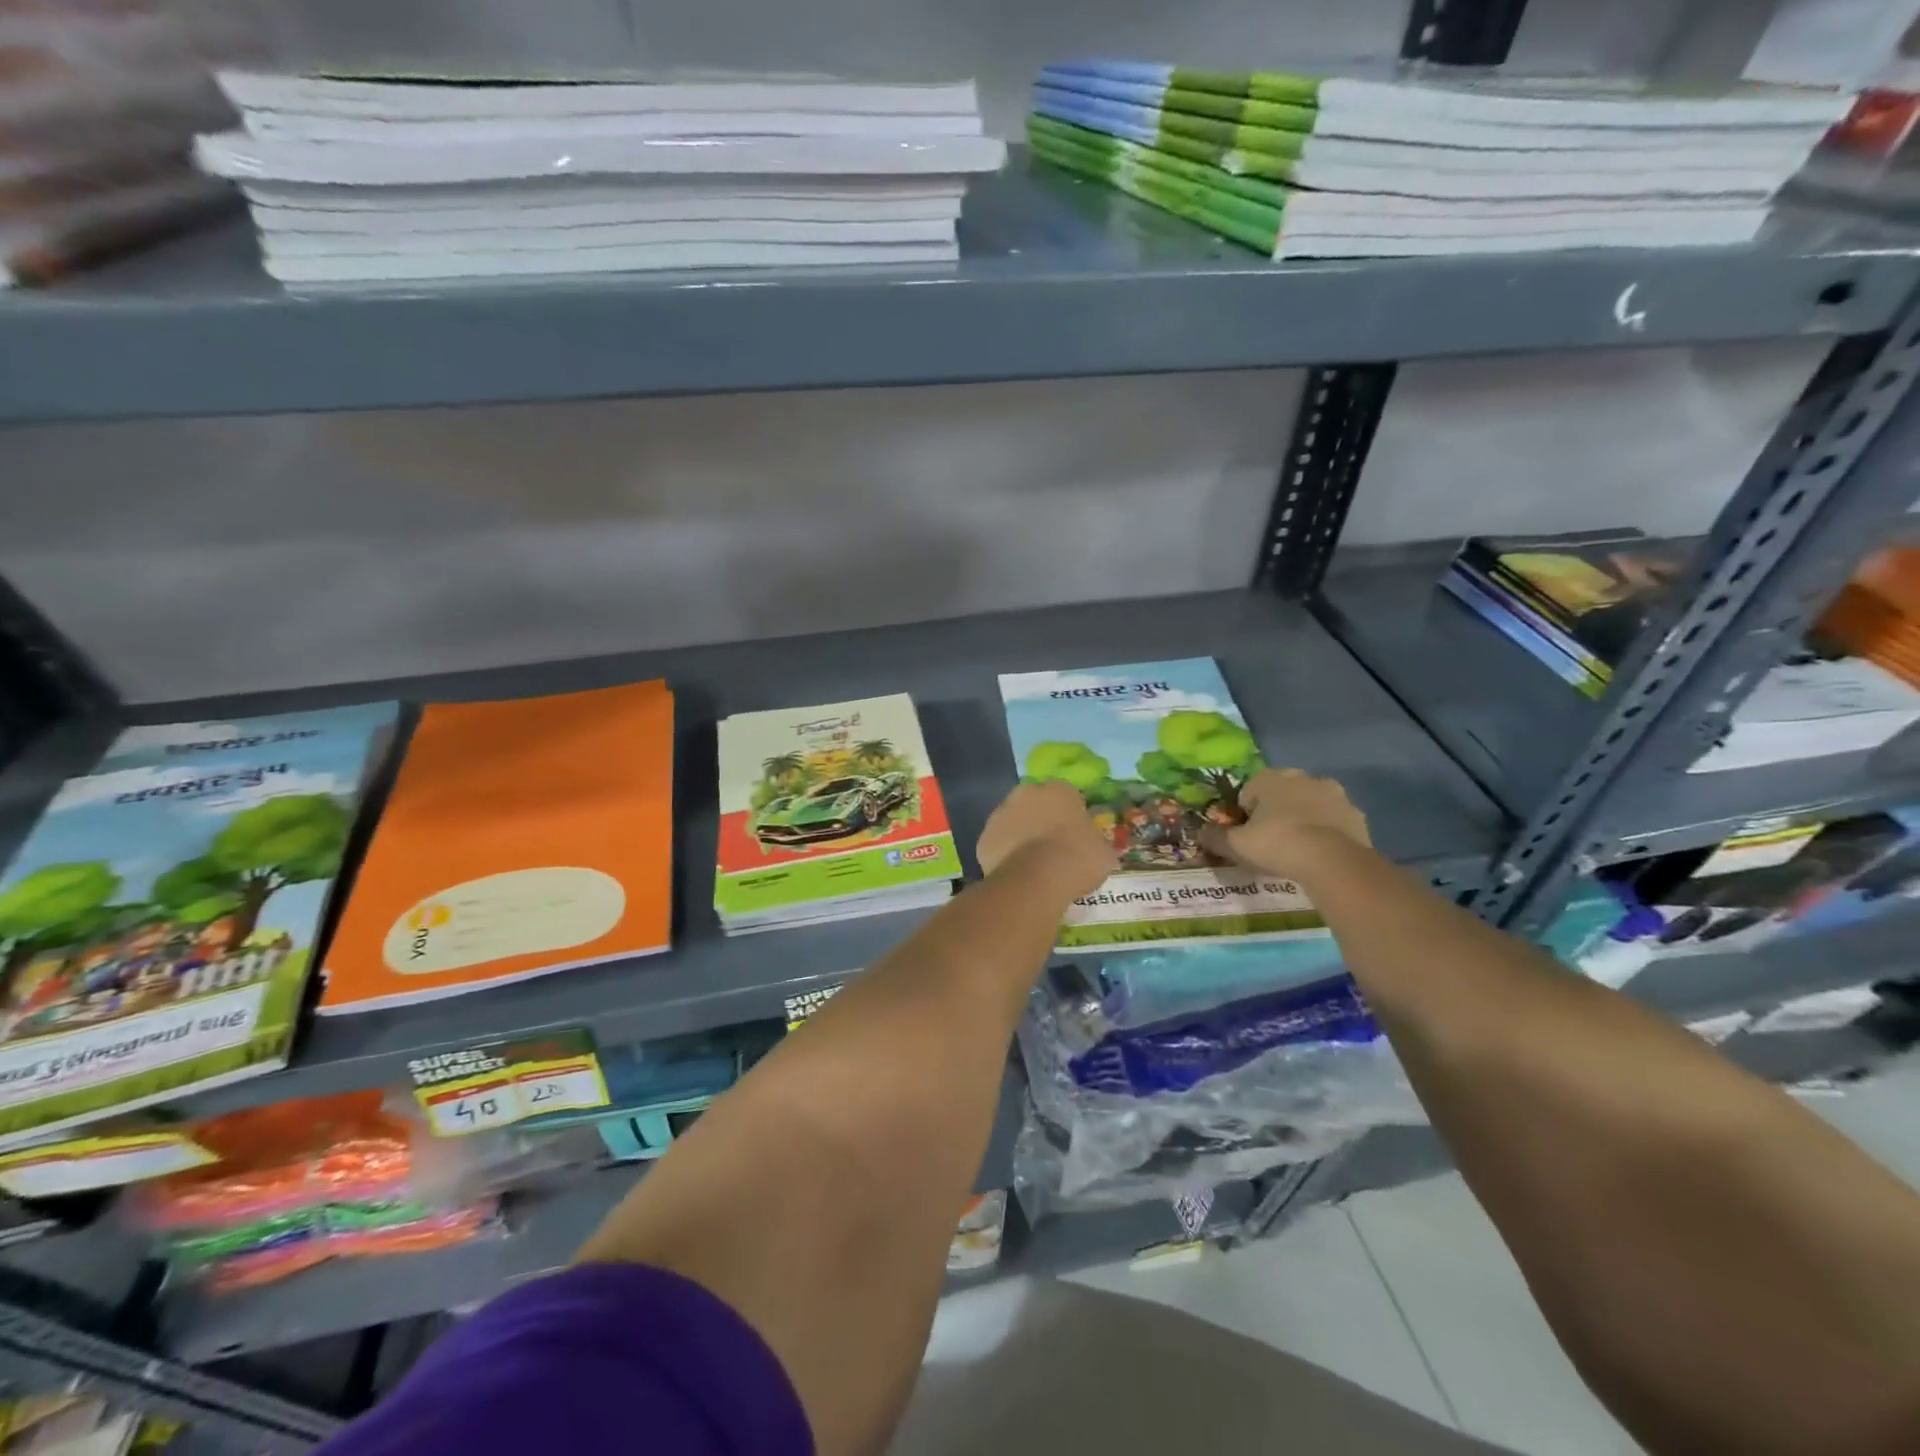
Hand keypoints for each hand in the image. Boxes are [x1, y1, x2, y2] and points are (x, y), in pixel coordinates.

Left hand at [976, 781, 1116, 898]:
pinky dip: (1005, 856)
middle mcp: (1026, 793)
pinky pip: (998, 845)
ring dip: (1021, 836)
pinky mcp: (983, 838)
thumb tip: (1095, 847)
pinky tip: (1017, 874)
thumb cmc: (1077, 859)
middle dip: (1042, 821)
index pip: (1067, 796)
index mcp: (1059, 789)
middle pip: (1035, 804)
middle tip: (1053, 848)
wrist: (1036, 879)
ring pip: (1013, 822)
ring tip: (1034, 865)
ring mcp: (1000, 813)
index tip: (1076, 836)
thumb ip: (1095, 842)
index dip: (1071, 816)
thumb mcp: (1103, 852)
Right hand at [1201, 767, 1369, 876]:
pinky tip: (1320, 854)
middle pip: (1281, 794)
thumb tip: (1199, 833)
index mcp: (1270, 778)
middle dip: (1275, 813)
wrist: (1332, 861)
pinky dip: (1326, 832)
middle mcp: (1302, 777)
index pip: (1249, 792)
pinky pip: (1333, 820)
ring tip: (1297, 851)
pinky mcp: (1356, 813)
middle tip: (1271, 843)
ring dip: (1303, 820)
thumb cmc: (1277, 844)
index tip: (1247, 836)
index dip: (1245, 815)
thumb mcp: (1236, 845)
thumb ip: (1215, 837)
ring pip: (1309, 805)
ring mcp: (1333, 793)